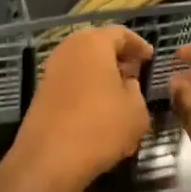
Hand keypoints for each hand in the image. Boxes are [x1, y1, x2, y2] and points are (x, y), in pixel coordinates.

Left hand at [8, 25, 153, 191]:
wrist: (49, 158)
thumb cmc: (101, 126)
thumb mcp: (136, 110)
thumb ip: (135, 90)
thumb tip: (127, 83)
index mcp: (93, 44)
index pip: (120, 33)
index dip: (137, 45)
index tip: (149, 58)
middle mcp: (68, 50)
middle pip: (97, 46)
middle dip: (117, 58)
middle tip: (134, 73)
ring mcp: (51, 71)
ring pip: (82, 65)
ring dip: (101, 75)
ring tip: (119, 95)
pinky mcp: (41, 93)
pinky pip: (71, 82)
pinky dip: (87, 89)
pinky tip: (99, 111)